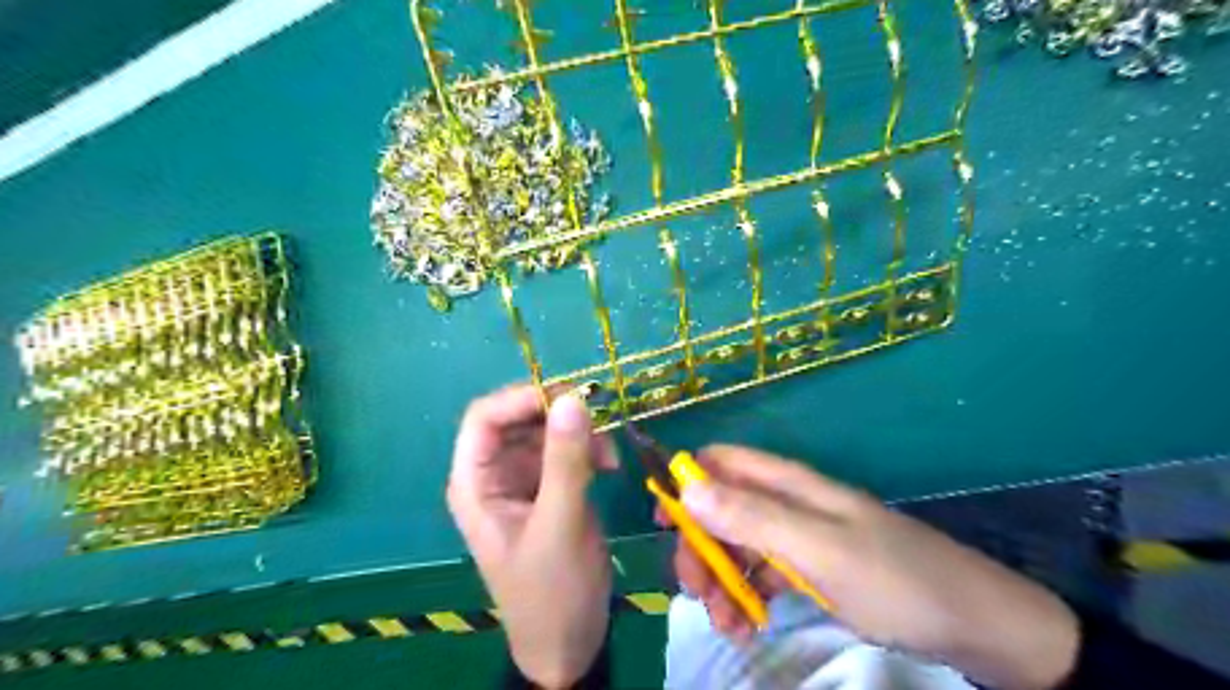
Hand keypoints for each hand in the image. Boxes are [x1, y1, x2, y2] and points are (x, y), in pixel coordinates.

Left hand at [449, 386, 613, 687]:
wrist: (570, 642)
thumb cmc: (552, 591)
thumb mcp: (560, 524)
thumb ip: (566, 461)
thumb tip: (573, 398)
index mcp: (476, 483)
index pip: (483, 418)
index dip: (520, 399)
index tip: (567, 397)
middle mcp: (495, 475)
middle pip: (518, 419)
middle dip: (557, 416)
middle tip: (597, 419)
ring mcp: (524, 481)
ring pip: (547, 432)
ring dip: (579, 435)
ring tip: (609, 456)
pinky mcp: (551, 489)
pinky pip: (566, 452)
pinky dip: (589, 451)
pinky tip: (611, 467)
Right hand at [671, 445, 1077, 686]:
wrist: (975, 623)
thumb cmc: (895, 579)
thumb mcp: (818, 549)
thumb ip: (751, 517)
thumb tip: (686, 486)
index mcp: (788, 483)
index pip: (719, 463)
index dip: (686, 484)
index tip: (665, 527)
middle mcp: (787, 502)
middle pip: (721, 508)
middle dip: (700, 547)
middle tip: (696, 593)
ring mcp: (798, 535)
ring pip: (737, 544)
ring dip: (720, 579)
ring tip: (727, 624)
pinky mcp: (811, 567)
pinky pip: (761, 573)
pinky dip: (746, 596)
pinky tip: (749, 625)